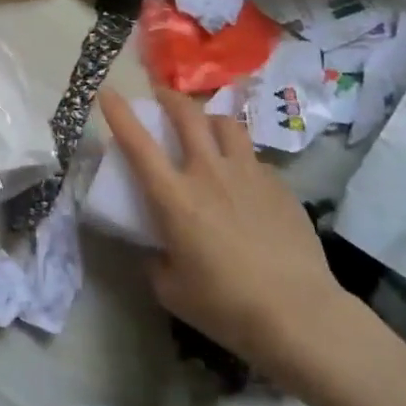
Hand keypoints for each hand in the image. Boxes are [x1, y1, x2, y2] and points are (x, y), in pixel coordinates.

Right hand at [100, 88, 345, 382]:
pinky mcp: (279, 186)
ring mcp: (248, 174)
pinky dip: (240, 157)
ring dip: (208, 118)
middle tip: (160, 95)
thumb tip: (159, 248)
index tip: (108, 92)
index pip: (137, 143)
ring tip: (204, 126)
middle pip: (187, 115)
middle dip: (168, 97)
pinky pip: (254, 158)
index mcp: (174, 197)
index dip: (119, 113)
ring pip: (226, 124)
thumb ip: (157, 260)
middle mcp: (208, 173)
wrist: (297, 313)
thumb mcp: (171, 289)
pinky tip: (243, 179)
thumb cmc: (224, 305)